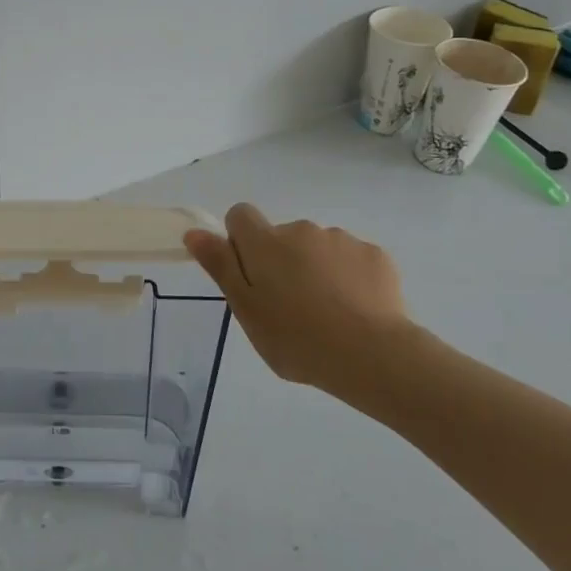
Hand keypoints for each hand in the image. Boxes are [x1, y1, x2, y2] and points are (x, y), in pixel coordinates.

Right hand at [185, 203, 415, 392]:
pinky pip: (351, 260)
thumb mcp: (246, 309)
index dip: (240, 240)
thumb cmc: (296, 338)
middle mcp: (301, 230)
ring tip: (326, 314)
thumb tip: (195, 232)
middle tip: (288, 307)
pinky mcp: (375, 255)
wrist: (372, 355)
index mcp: (265, 242)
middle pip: (281, 237)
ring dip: (315, 269)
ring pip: (317, 248)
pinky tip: (355, 311)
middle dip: (281, 262)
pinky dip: (348, 278)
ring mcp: (341, 240)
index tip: (249, 276)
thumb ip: (220, 266)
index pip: (240, 215)